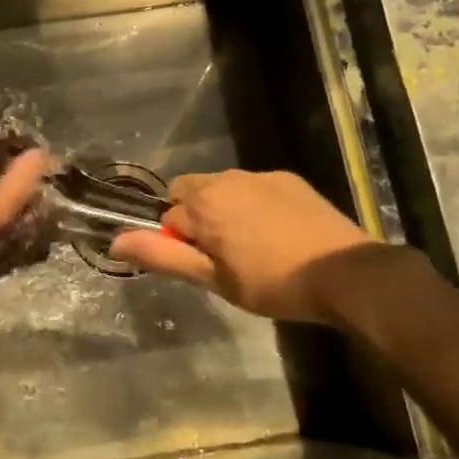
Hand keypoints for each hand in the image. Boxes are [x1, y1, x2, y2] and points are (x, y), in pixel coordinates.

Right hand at [110, 169, 375, 322]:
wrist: (344, 273)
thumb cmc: (271, 282)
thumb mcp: (212, 279)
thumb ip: (161, 257)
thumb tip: (115, 242)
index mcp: (203, 201)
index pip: (168, 217)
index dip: (181, 244)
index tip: (207, 268)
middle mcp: (227, 178)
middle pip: (191, 192)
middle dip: (197, 219)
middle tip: (224, 257)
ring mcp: (261, 175)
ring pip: (224, 189)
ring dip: (226, 211)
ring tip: (254, 248)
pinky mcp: (289, 179)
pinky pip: (255, 187)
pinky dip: (255, 205)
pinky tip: (279, 234)